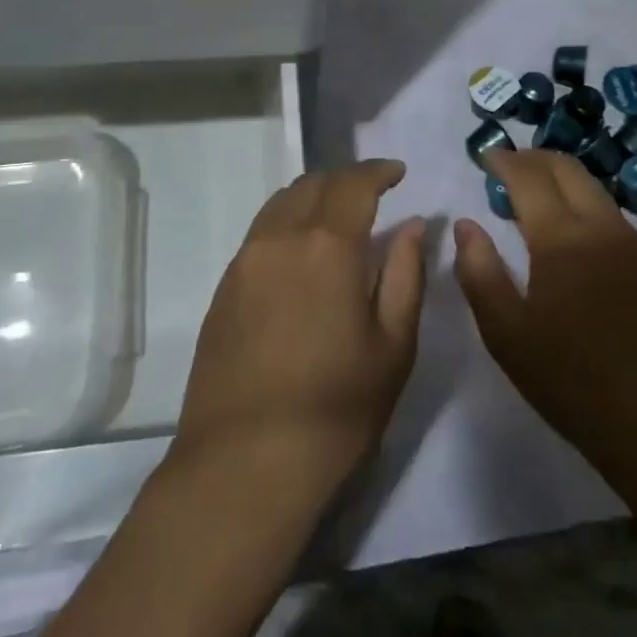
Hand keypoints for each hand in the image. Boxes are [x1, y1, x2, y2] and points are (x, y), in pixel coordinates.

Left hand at [175, 160, 426, 491]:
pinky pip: (261, 232)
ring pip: (281, 202)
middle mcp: (281, 237)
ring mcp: (245, 260)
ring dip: (314, 195)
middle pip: (314, 183)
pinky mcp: (224, 288)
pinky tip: (301, 253)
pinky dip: (287, 222)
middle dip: (347, 179)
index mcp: (327, 244)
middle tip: (372, 194)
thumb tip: (412, 226)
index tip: (398, 173)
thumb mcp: (392, 345)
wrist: (243, 466)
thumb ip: (406, 274)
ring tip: (337, 217)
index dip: (379, 171)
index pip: (354, 183)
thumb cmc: (335, 408)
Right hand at [453, 150, 636, 483]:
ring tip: (535, 196)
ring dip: (561, 179)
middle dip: (534, 158)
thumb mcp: (506, 333)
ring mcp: (633, 243)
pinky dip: (583, 204)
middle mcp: (601, 226)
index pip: (529, 177)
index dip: (505, 161)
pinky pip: (611, 215)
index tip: (486, 156)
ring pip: (593, 188)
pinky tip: (572, 233)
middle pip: (567, 168)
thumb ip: (479, 271)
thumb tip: (466, 224)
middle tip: (508, 167)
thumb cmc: (570, 379)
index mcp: (562, 238)